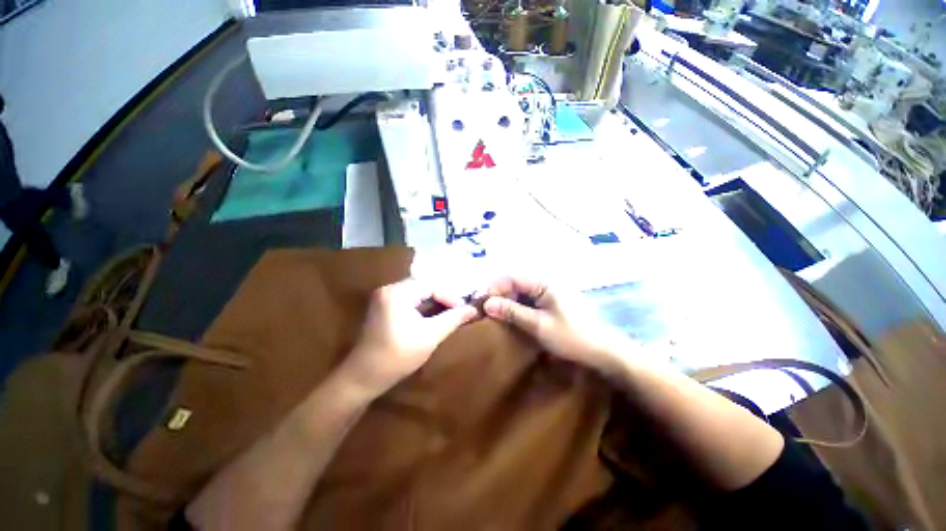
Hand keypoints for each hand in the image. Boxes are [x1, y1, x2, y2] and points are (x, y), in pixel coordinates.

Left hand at [341, 279, 478, 398]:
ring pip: (418, 293)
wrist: (362, 378)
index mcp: (397, 293)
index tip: (465, 310)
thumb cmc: (397, 357)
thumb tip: (473, 309)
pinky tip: (434, 315)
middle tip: (460, 309)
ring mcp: (384, 297)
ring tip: (451, 312)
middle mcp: (389, 289)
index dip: (451, 296)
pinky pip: (409, 300)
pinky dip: (424, 306)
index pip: (431, 286)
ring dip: (435, 302)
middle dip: (444, 297)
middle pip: (424, 287)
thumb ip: (452, 319)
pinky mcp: (384, 307)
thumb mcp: (429, 336)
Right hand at [482, 277, 635, 374]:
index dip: (495, 288)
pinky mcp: (550, 304)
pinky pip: (528, 301)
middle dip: (499, 296)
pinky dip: (517, 308)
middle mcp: (545, 284)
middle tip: (487, 313)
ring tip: (496, 317)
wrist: (601, 351)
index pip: (512, 277)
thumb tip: (487, 303)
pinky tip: (511, 319)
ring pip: (520, 293)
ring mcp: (548, 294)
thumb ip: (512, 312)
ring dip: (507, 303)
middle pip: (515, 283)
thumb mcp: (538, 325)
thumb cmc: (571, 336)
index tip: (483, 304)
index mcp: (544, 284)